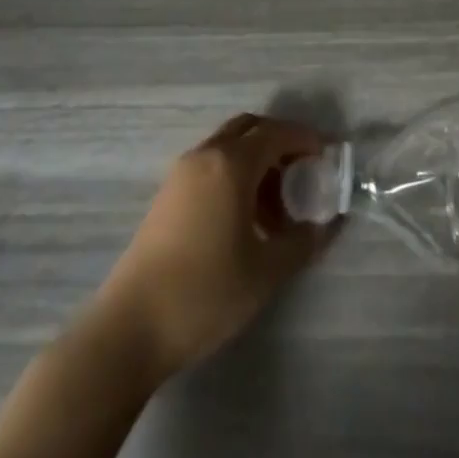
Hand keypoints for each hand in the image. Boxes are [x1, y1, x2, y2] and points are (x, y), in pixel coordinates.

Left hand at [91, 113, 335, 379]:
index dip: (305, 139)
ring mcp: (182, 173)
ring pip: (229, 147)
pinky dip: (235, 175)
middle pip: (251, 129)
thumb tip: (328, 225)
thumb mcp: (266, 272)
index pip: (277, 133)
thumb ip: (303, 242)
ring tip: (277, 207)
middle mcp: (206, 155)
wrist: (130, 328)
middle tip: (303, 172)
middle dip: (280, 143)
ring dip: (257, 162)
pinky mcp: (167, 195)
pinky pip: (211, 166)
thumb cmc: (206, 292)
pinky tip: (245, 219)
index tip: (327, 155)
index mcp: (232, 163)